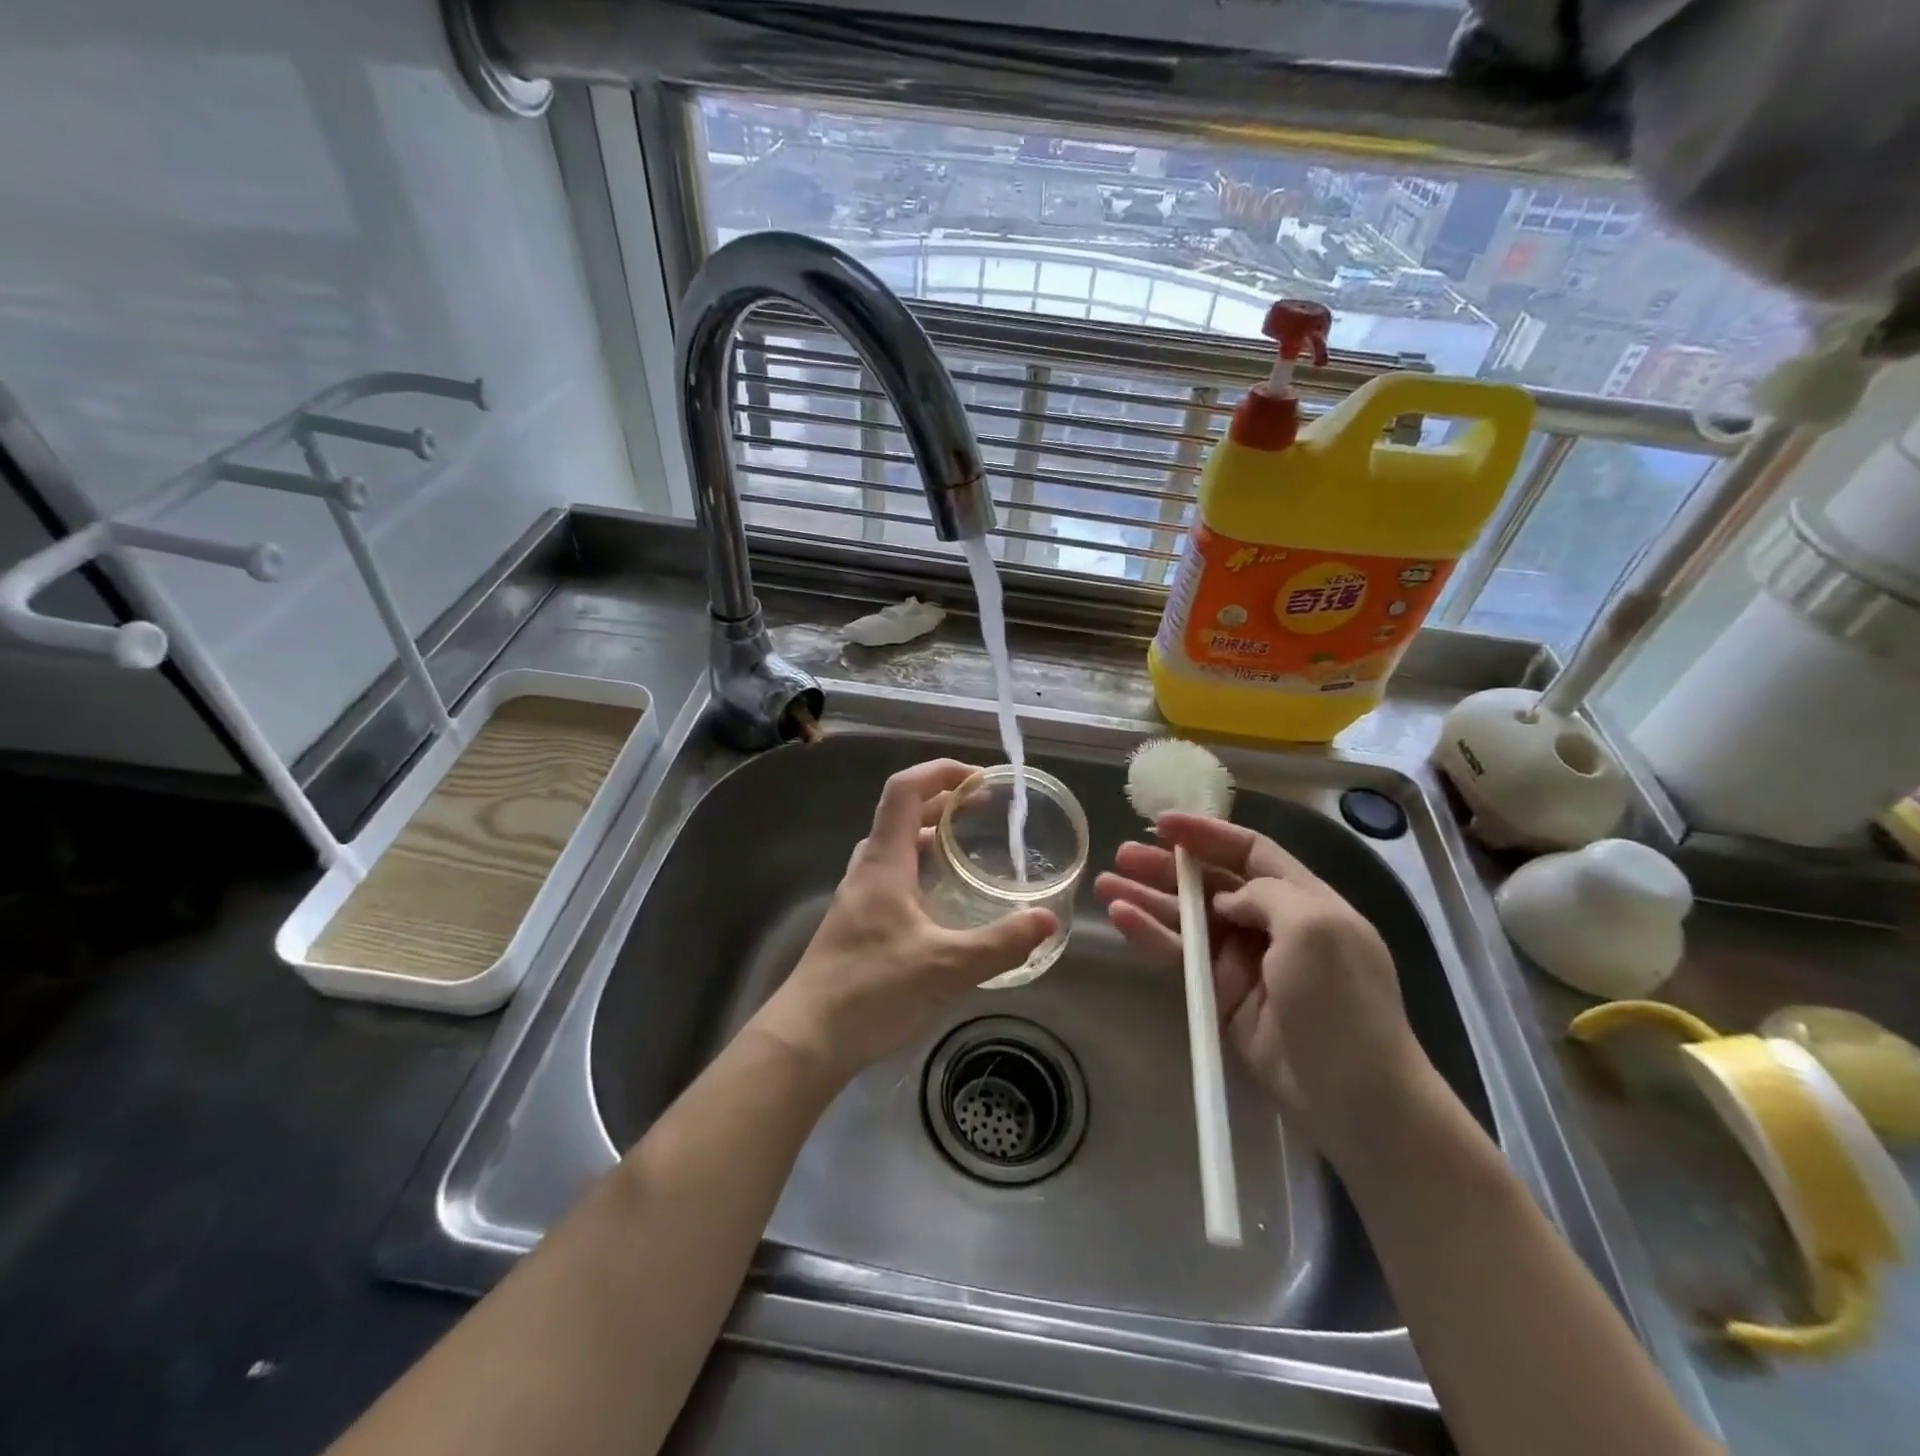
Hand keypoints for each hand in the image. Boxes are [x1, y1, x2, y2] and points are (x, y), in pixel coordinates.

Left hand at [752, 760, 1057, 1081]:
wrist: (807, 1038)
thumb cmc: (872, 990)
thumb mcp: (947, 967)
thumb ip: (1001, 943)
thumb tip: (1047, 919)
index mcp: (884, 863)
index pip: (904, 791)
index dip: (939, 772)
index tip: (979, 777)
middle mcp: (868, 871)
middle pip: (902, 815)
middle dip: (943, 802)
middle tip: (984, 808)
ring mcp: (859, 898)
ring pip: (895, 849)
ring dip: (930, 836)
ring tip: (968, 848)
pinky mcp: (858, 925)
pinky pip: (893, 878)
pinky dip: (921, 870)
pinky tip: (943, 901)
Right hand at [1095, 813, 1428, 1164]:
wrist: (1356, 1100)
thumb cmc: (1342, 1002)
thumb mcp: (1315, 929)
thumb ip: (1264, 895)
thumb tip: (1224, 898)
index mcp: (1304, 900)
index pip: (1251, 851)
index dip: (1207, 834)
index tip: (1163, 823)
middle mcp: (1272, 924)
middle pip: (1211, 882)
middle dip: (1167, 866)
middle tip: (1123, 853)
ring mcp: (1245, 963)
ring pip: (1188, 919)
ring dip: (1148, 899)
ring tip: (1106, 885)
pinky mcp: (1221, 997)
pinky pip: (1180, 957)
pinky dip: (1150, 937)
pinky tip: (1122, 919)